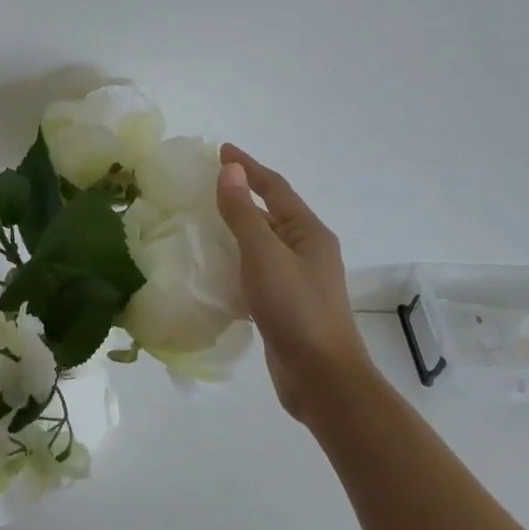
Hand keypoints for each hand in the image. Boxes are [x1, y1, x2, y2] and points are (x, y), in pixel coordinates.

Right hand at [215, 144, 370, 421]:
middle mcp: (308, 250)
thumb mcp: (264, 255)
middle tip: (209, 182)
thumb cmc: (295, 310)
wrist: (322, 378)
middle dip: (244, 194)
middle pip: (273, 212)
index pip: (276, 188)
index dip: (248, 167)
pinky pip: (259, 269)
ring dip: (239, 226)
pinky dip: (238, 259)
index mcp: (309, 233)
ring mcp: (299, 279)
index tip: (221, 150)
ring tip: (206, 218)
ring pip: (265, 242)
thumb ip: (244, 213)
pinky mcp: (287, 305)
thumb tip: (231, 170)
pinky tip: (216, 266)